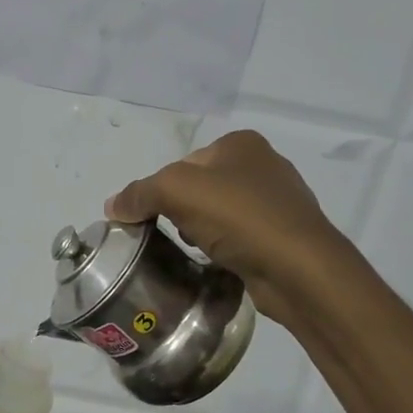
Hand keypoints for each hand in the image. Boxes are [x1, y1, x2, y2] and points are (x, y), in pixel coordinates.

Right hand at [106, 130, 346, 319]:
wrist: (299, 269)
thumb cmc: (239, 217)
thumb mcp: (176, 192)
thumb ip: (140, 193)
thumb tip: (113, 206)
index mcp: (241, 143)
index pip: (182, 164)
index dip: (161, 191)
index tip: (153, 218)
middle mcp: (263, 165)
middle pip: (199, 189)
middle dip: (181, 213)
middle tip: (174, 236)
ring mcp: (277, 202)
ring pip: (218, 215)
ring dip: (202, 233)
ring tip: (199, 251)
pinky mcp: (282, 236)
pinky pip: (238, 239)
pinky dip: (224, 249)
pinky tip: (221, 262)